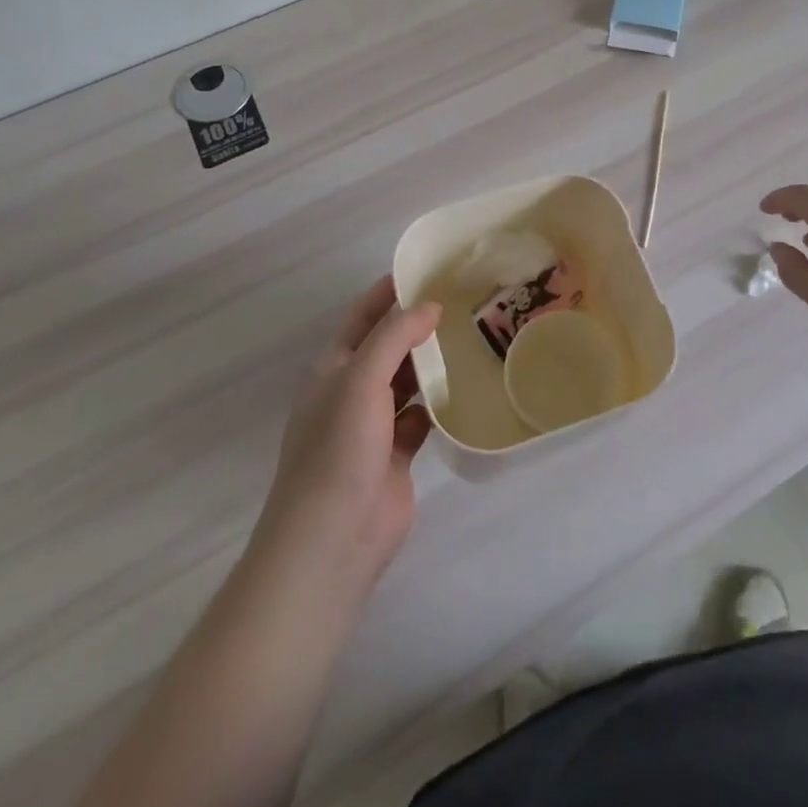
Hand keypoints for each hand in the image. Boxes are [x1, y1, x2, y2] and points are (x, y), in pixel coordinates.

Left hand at [251, 277, 441, 604]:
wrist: (333, 538)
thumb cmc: (338, 448)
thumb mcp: (361, 378)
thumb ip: (395, 336)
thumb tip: (430, 306)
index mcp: (333, 367)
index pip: (362, 316)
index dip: (389, 291)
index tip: (426, 269)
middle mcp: (352, 390)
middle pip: (389, 346)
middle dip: (419, 325)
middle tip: (464, 300)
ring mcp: (374, 424)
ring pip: (408, 381)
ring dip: (433, 362)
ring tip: (474, 336)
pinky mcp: (398, 453)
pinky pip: (423, 415)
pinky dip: (442, 402)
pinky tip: (470, 386)